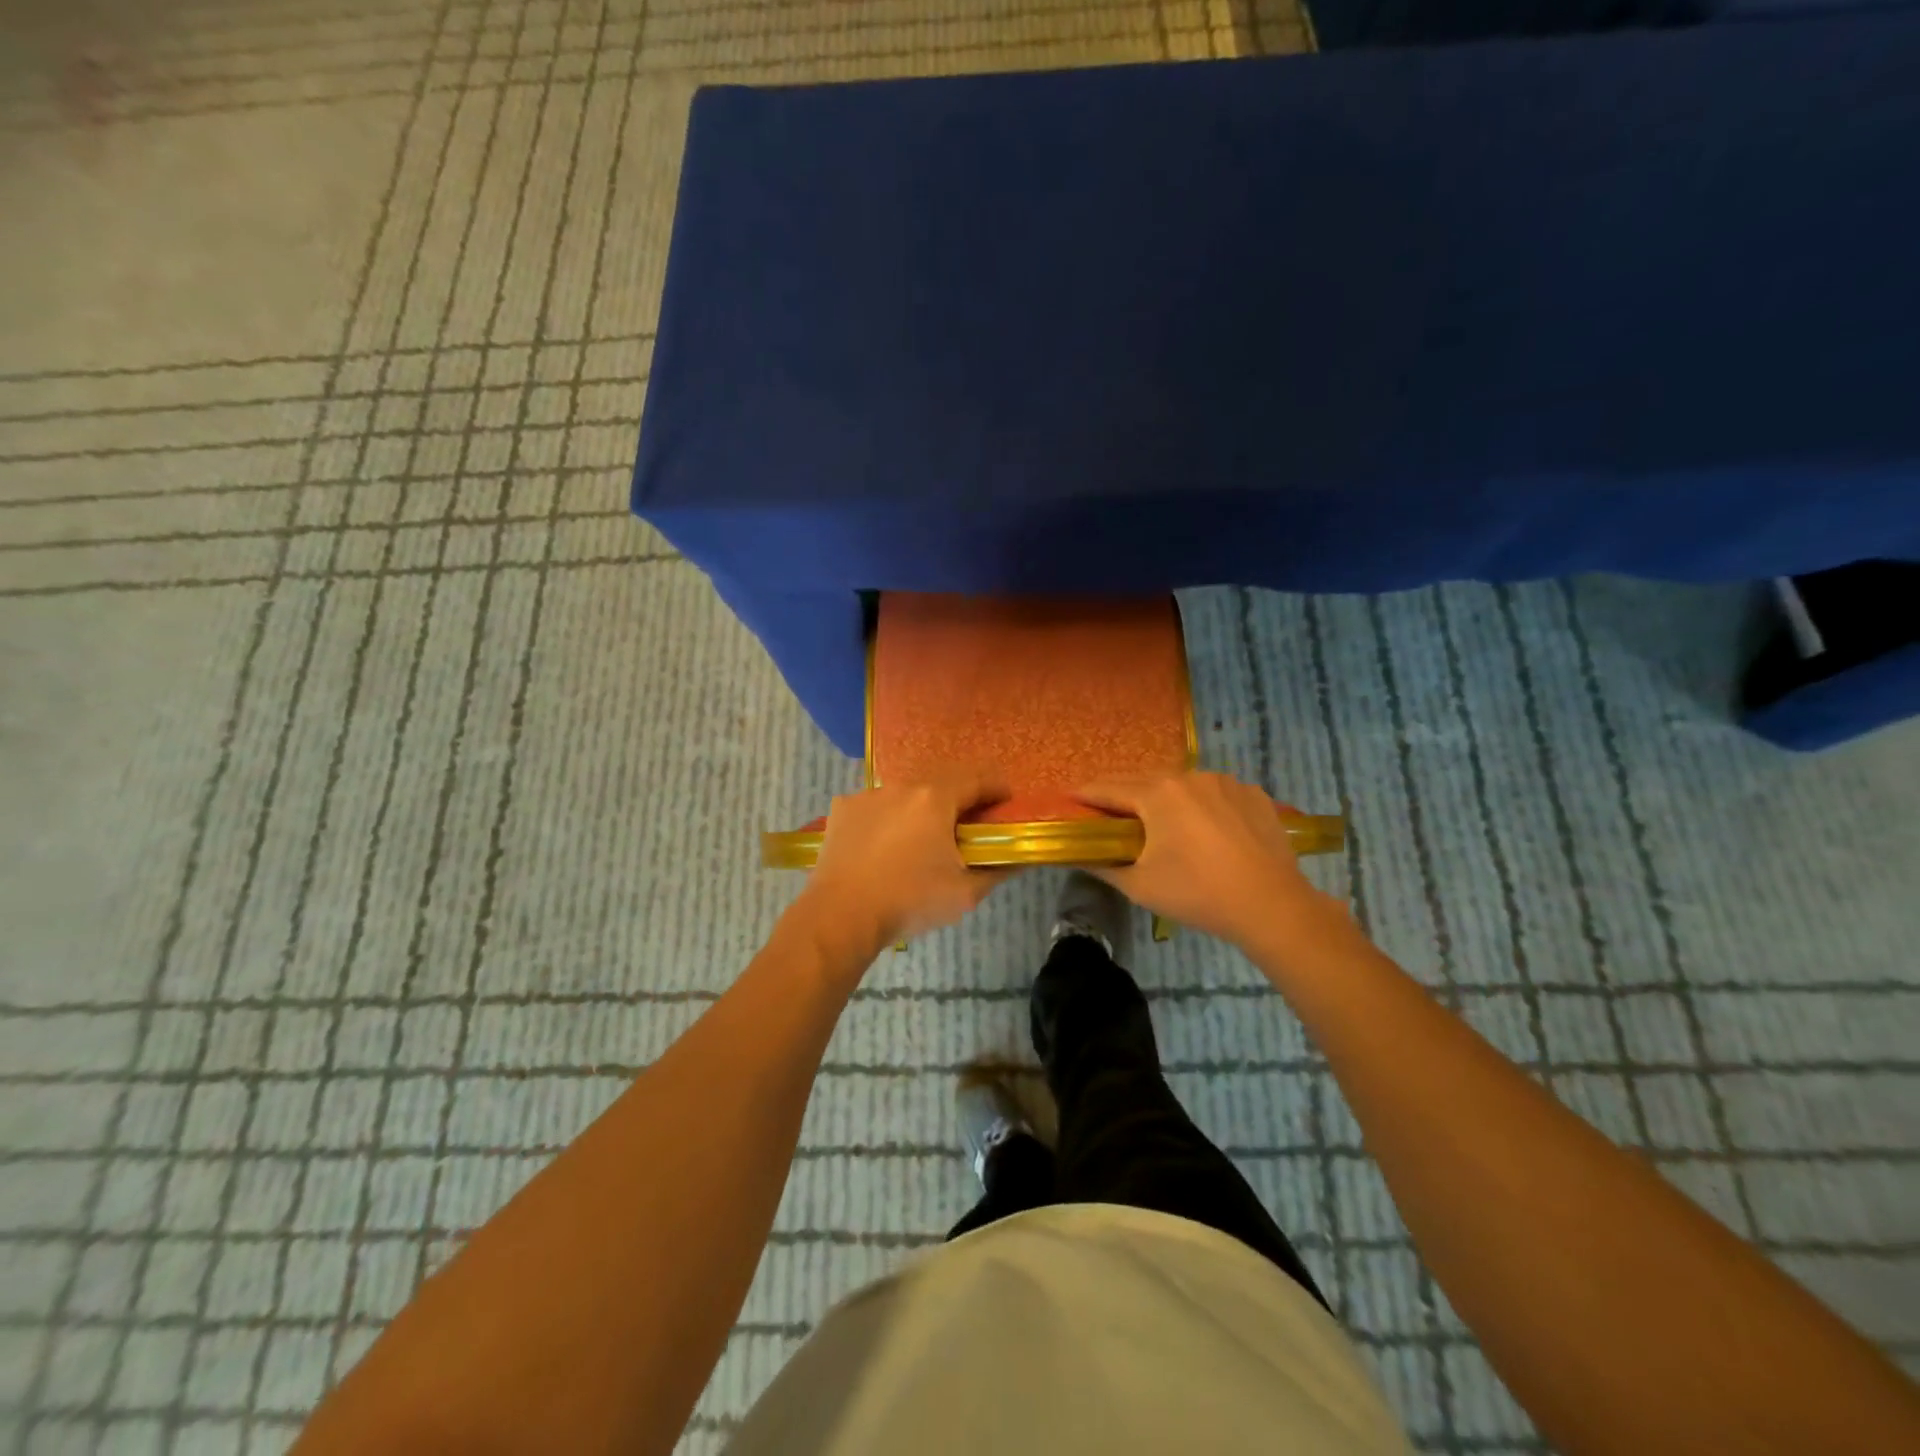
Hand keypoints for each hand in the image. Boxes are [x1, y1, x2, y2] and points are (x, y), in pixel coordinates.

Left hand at [799, 773, 1015, 953]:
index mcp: (935, 799)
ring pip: (905, 795)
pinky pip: (875, 807)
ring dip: (920, 809)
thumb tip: (1021, 858)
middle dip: (959, 799)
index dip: (996, 788)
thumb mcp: (965, 893)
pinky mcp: (843, 809)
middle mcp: (902, 787)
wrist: (841, 917)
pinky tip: (884, 846)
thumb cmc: (909, 901)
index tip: (1005, 802)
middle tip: (967, 825)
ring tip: (922, 839)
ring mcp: (868, 795)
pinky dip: (887, 819)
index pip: (977, 779)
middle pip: (940, 782)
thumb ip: (998, 870)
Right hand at [1075, 772, 1339, 949]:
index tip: (1069, 799)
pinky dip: (1199, 803)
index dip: (1085, 795)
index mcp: (1157, 793)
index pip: (1109, 788)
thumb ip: (1103, 866)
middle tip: (1106, 812)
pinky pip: (1214, 792)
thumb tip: (1080, 856)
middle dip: (1121, 794)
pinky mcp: (1252, 794)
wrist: (1272, 906)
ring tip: (1156, 820)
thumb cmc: (1197, 894)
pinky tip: (1202, 827)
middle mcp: (1189, 776)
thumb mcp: (1139, 886)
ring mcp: (1225, 782)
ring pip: (1181, 784)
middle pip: (1144, 780)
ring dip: (1162, 797)